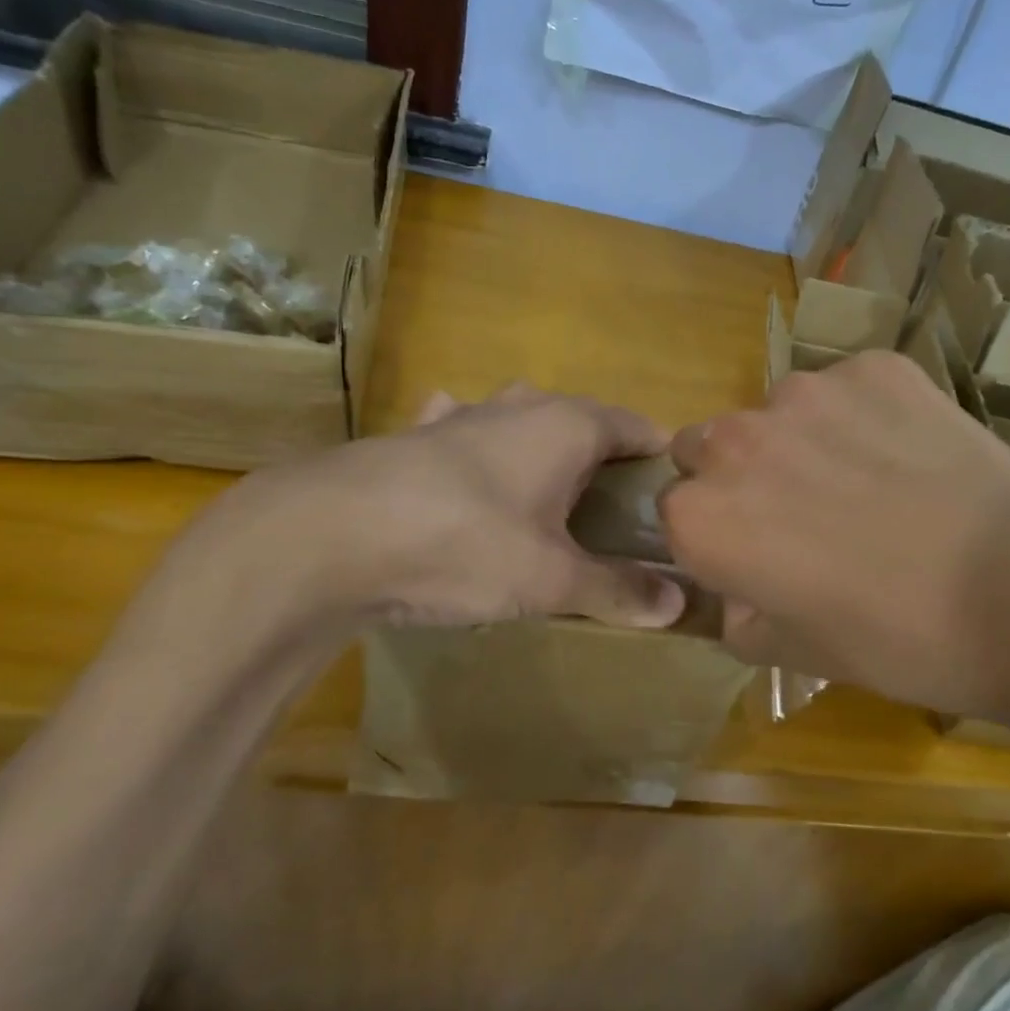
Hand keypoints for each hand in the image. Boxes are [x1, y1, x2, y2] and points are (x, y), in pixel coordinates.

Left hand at [158, 384, 686, 658]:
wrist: (330, 535)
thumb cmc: (465, 544)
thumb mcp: (551, 578)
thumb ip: (617, 588)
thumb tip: (679, 604)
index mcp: (568, 425)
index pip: (638, 428)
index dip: (660, 462)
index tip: (672, 503)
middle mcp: (521, 406)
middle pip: (583, 424)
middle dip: (603, 463)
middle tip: (614, 518)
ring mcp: (463, 415)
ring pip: (523, 424)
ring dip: (541, 454)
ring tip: (549, 501)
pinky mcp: (416, 435)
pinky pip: (462, 433)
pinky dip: (476, 450)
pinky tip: (467, 474)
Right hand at [661, 352, 1009, 717]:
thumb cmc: (899, 639)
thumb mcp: (800, 653)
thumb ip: (741, 620)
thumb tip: (738, 598)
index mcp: (703, 516)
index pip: (675, 511)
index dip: (713, 534)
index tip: (752, 555)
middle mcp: (736, 441)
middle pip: (709, 446)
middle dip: (738, 475)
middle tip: (803, 513)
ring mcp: (807, 393)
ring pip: (779, 413)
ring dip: (802, 441)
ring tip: (871, 483)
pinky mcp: (873, 367)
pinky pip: (848, 389)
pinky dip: (865, 415)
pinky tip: (914, 456)